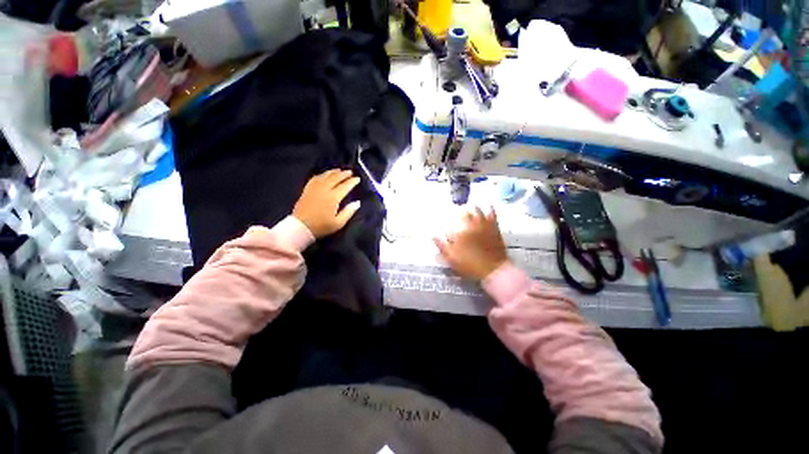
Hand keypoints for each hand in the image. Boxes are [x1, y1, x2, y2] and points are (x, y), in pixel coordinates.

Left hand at [293, 169, 361, 237]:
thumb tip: (357, 203)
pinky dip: (322, 175)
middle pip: (335, 178)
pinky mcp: (307, 190)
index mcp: (333, 198)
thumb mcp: (338, 223)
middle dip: (343, 174)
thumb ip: (349, 212)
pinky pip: (315, 178)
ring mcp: (314, 188)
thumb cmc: (321, 226)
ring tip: (339, 170)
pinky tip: (324, 175)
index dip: (352, 182)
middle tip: (350, 172)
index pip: (345, 186)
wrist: (300, 227)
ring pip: (325, 176)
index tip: (358, 178)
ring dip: (333, 172)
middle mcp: (324, 190)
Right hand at [434, 207, 508, 280]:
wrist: (493, 270)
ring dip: (471, 207)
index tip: (442, 220)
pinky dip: (490, 208)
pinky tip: (489, 204)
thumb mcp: (452, 259)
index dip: (444, 221)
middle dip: (458, 210)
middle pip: (462, 213)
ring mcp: (483, 225)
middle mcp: (470, 225)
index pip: (449, 222)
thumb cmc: (470, 266)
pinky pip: (492, 214)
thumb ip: (441, 246)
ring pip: (476, 210)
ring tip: (469, 205)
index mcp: (459, 232)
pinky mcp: (494, 227)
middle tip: (456, 209)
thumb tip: (433, 235)